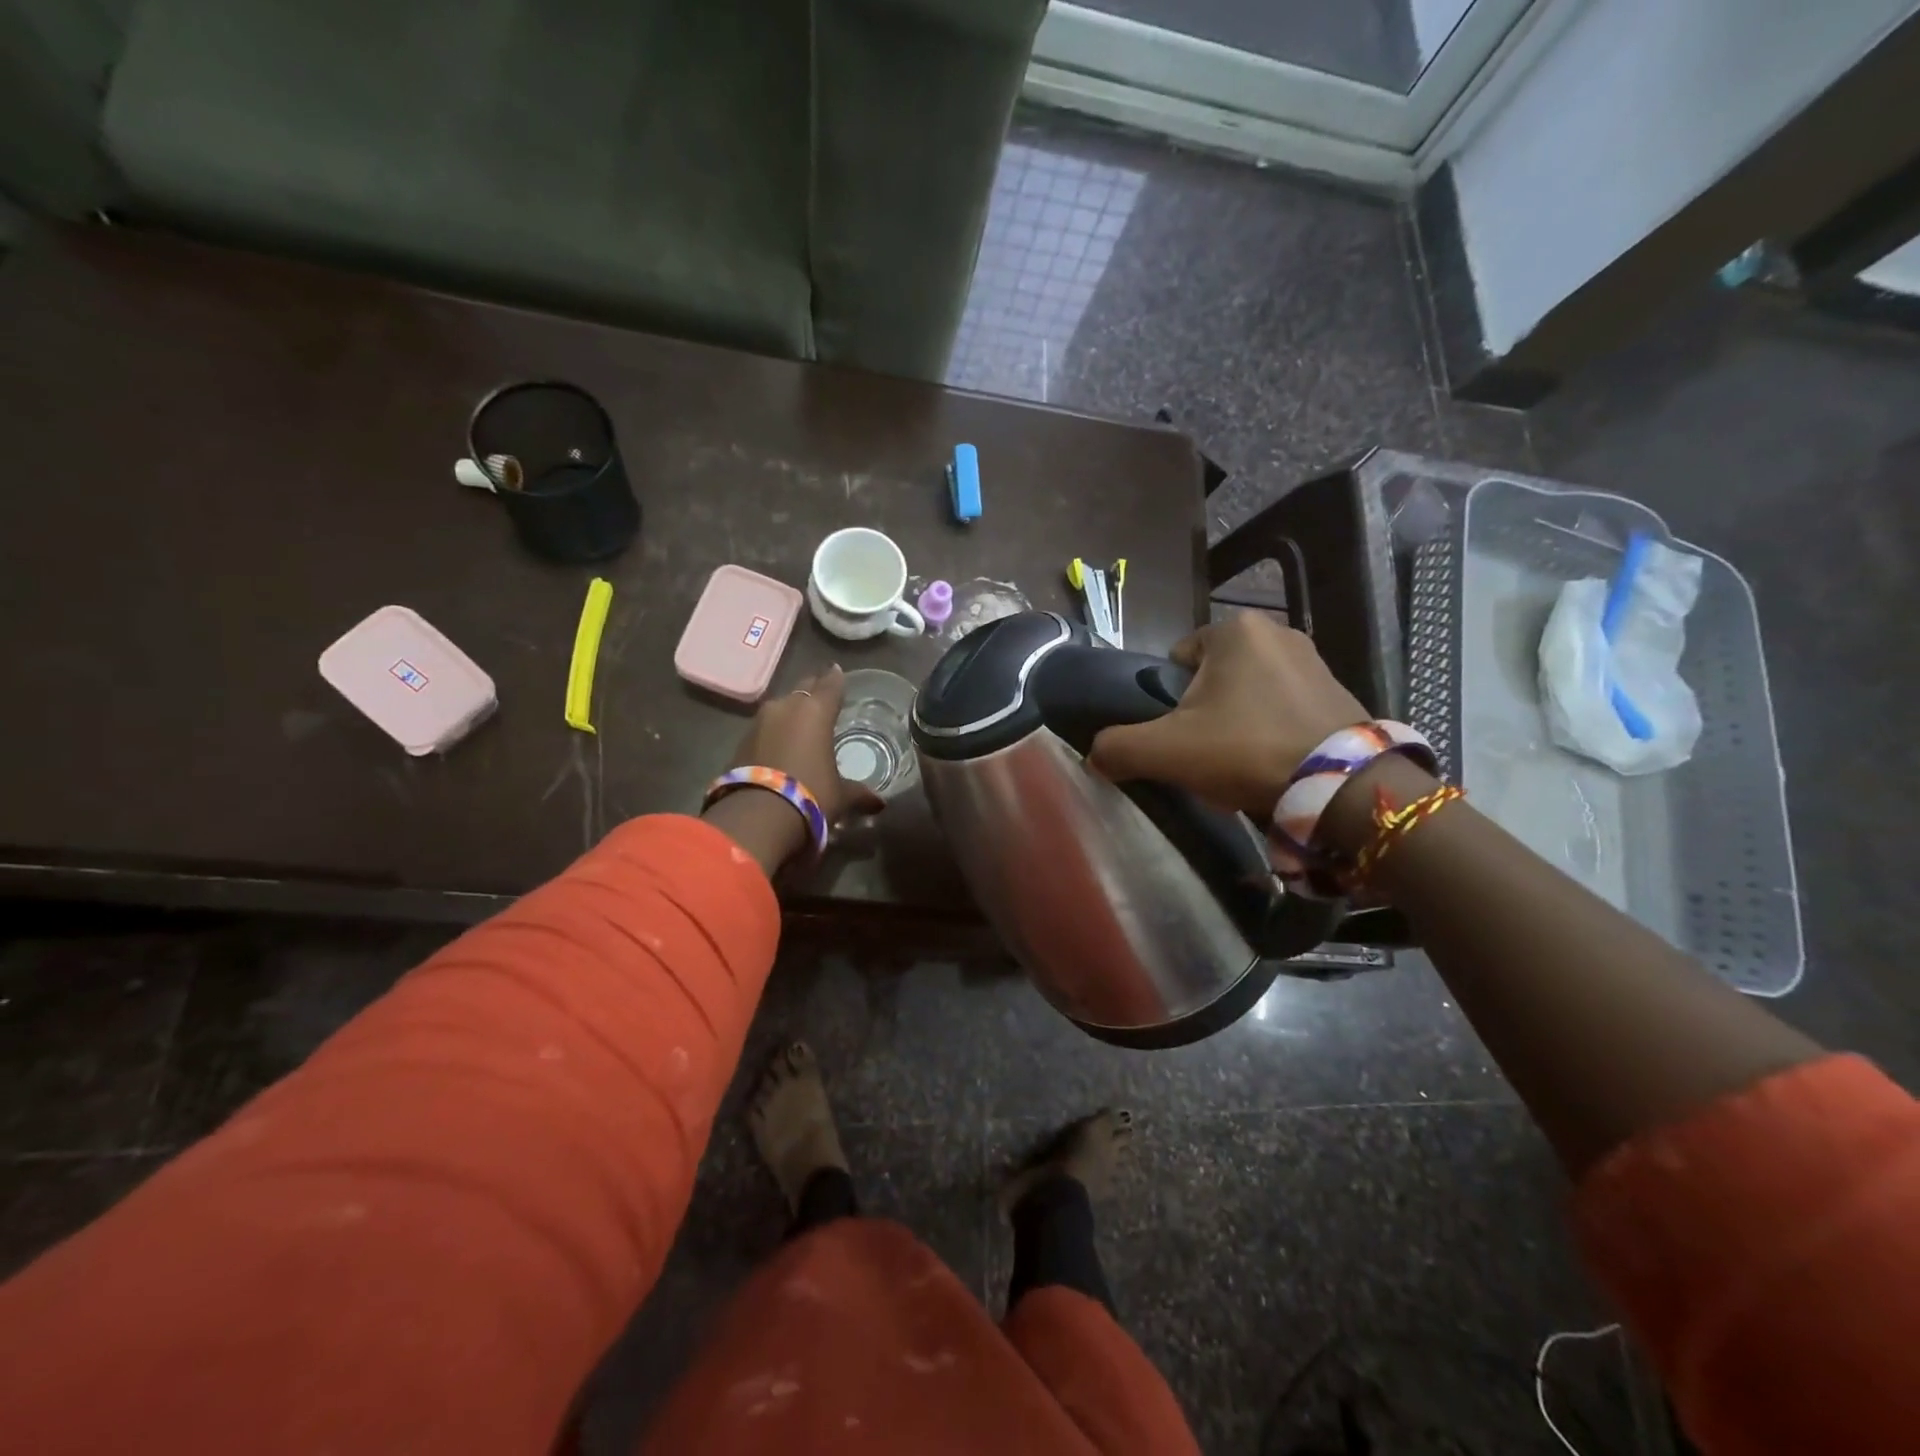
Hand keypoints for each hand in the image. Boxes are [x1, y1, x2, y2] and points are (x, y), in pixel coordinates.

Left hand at [726, 665, 885, 825]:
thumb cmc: (810, 795)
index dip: (836, 678)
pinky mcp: (741, 741)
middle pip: (803, 689)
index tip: (838, 671)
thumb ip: (859, 793)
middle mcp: (787, 707)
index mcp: (816, 711)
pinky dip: (774, 731)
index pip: (830, 685)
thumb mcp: (841, 796)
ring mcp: (760, 722)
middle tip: (822, 693)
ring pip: (781, 707)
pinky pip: (764, 728)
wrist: (757, 816)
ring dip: (791, 711)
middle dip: (813, 690)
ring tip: (801, 721)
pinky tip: (780, 743)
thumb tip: (879, 803)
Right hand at [1087, 612, 1365, 817]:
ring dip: (1236, 725)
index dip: (1168, 701)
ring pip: (1247, 695)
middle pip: (1212, 679)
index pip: (1177, 660)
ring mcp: (1314, 660)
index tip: (1179, 737)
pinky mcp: (1339, 690)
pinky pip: (1283, 707)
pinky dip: (1270, 732)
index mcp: (1234, 629)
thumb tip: (1094, 756)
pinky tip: (1272, 765)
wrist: (1342, 787)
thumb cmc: (1245, 751)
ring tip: (1240, 766)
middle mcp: (1277, 631)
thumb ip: (1118, 747)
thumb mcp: (1165, 751)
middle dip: (1203, 714)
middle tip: (1207, 755)